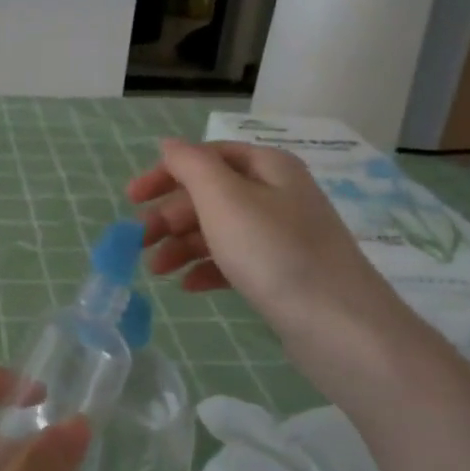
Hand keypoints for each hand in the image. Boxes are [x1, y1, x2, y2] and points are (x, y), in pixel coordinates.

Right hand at [128, 138, 400, 340]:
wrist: (338, 325)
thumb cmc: (274, 252)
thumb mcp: (224, 199)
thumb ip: (191, 166)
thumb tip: (169, 145)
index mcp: (268, 167)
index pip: (206, 157)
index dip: (166, 173)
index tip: (131, 199)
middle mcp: (278, 194)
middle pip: (211, 195)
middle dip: (170, 216)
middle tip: (139, 242)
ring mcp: (283, 236)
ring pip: (220, 230)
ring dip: (182, 245)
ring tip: (156, 271)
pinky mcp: (283, 273)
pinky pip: (236, 262)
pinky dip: (208, 269)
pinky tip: (188, 287)